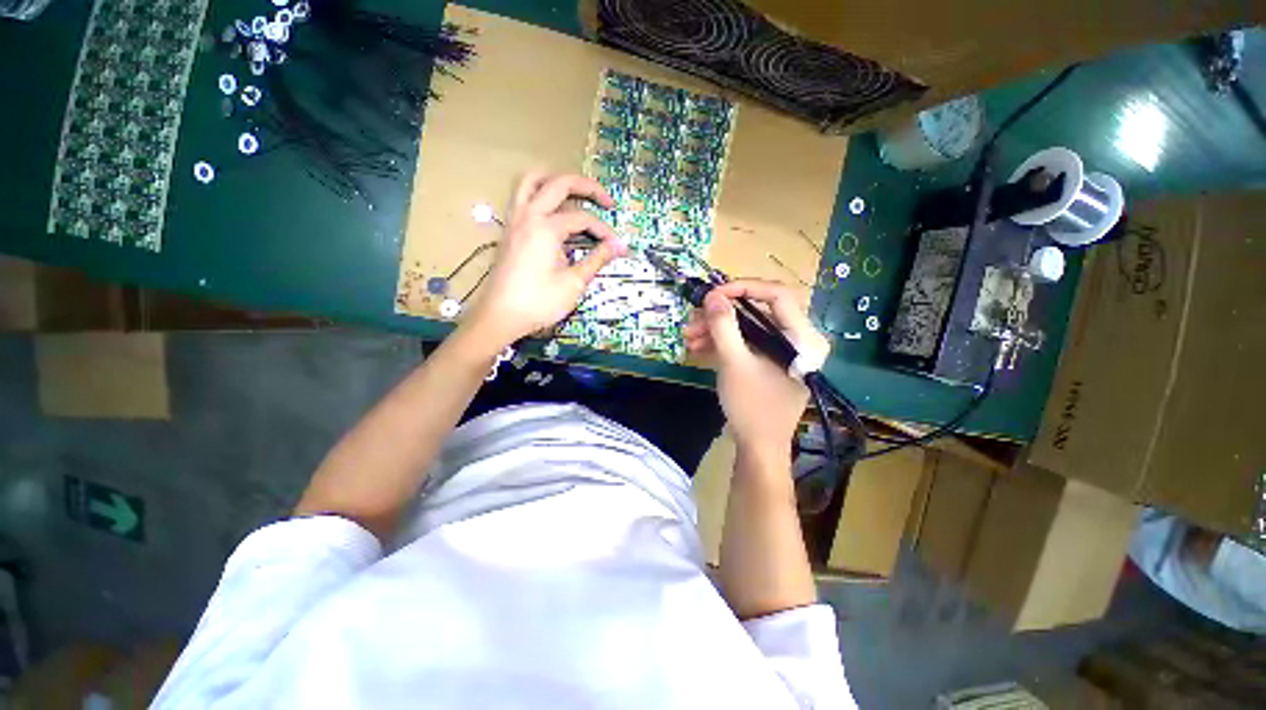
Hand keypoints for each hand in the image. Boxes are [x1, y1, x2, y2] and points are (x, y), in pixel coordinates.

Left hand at [462, 171, 627, 349]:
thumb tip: (620, 246)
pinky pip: (521, 196)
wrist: (500, 316)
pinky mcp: (508, 230)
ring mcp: (514, 220)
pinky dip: (539, 193)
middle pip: (559, 183)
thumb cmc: (539, 302)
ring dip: (555, 180)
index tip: (617, 246)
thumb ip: (597, 259)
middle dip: (587, 187)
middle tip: (606, 201)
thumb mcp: (573, 283)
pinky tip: (551, 211)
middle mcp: (528, 215)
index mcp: (546, 227)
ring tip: (575, 193)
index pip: (583, 218)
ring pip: (531, 181)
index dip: (604, 230)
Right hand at [684, 280, 829, 461]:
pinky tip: (699, 346)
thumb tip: (712, 296)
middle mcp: (799, 339)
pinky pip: (748, 342)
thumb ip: (724, 326)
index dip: (744, 288)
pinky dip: (724, 342)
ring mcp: (784, 350)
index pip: (778, 294)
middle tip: (694, 317)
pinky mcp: (770, 361)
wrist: (758, 448)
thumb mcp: (734, 363)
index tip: (713, 295)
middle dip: (722, 314)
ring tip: (689, 336)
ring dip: (717, 329)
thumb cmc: (752, 407)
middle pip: (760, 310)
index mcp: (803, 338)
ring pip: (749, 326)